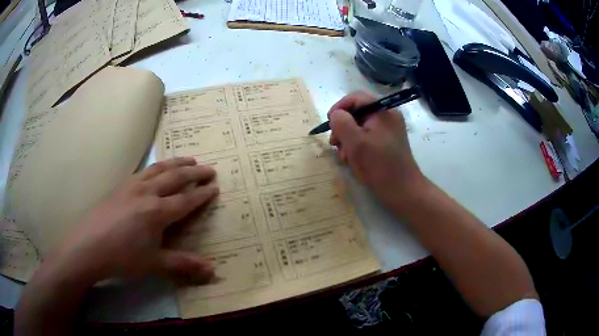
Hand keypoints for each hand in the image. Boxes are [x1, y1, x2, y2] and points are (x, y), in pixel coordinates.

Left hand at [52, 157, 218, 284]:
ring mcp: (132, 186)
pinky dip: (156, 167)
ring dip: (176, 163)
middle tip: (209, 168)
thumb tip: (213, 270)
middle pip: (175, 177)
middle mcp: (147, 193)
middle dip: (194, 172)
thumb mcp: (154, 263)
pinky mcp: (120, 186)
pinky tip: (156, 169)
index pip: (186, 200)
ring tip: (188, 159)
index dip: (202, 194)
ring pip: (158, 169)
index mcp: (157, 212)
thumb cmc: (123, 257)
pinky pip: (143, 171)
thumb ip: (183, 264)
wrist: (88, 246)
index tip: (215, 187)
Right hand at [328, 92, 427, 211]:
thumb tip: (336, 114)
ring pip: (360, 126)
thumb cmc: (379, 165)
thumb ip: (342, 122)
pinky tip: (352, 160)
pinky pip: (367, 137)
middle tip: (334, 144)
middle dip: (343, 127)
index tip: (329, 124)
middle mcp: (387, 116)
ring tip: (343, 156)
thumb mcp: (355, 142)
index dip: (339, 108)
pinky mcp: (388, 143)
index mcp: (383, 110)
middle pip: (357, 112)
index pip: (356, 98)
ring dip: (347, 139)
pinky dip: (357, 145)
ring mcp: (388, 130)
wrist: (403, 191)